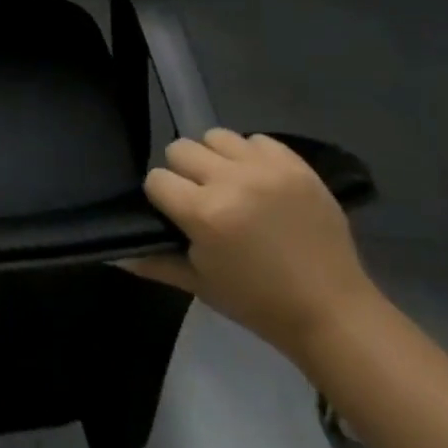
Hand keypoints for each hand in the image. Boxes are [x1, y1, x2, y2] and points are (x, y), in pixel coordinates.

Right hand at [126, 129, 376, 362]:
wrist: (333, 311)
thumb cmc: (259, 304)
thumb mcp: (201, 285)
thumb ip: (156, 262)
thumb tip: (114, 253)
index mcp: (205, 213)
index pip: (157, 179)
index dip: (162, 197)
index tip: (176, 215)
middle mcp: (231, 181)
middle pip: (181, 149)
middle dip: (185, 173)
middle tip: (203, 199)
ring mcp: (266, 169)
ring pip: (216, 136)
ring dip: (216, 158)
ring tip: (232, 185)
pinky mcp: (295, 164)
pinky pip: (256, 139)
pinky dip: (251, 156)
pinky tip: (260, 182)